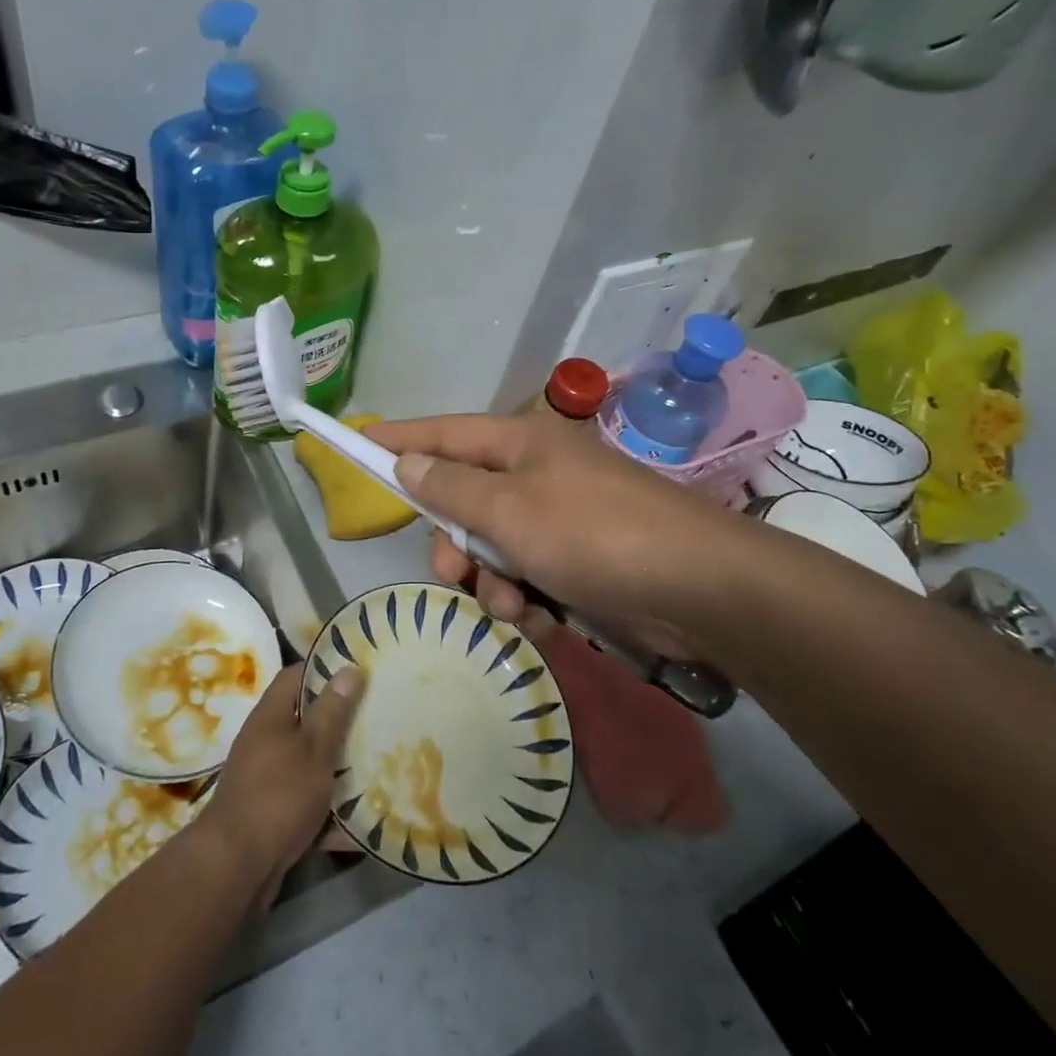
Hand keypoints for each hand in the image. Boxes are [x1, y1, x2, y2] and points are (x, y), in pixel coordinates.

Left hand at [196, 663, 363, 908]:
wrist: (236, 868)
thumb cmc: (279, 794)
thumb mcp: (314, 748)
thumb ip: (332, 710)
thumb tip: (348, 668)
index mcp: (271, 716)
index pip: (296, 675)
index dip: (325, 669)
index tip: (359, 671)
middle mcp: (265, 742)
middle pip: (306, 720)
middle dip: (340, 721)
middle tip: (377, 717)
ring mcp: (267, 780)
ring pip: (310, 764)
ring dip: (339, 768)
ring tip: (379, 763)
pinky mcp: (272, 815)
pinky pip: (308, 803)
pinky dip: (331, 811)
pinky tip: (363, 819)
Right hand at [371, 411, 744, 660]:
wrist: (698, 590)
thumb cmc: (593, 535)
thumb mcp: (510, 511)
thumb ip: (451, 489)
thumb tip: (408, 459)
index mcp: (520, 445)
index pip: (443, 433)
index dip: (399, 439)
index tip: (357, 442)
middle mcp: (536, 476)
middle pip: (464, 502)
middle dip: (456, 545)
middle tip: (457, 574)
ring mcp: (560, 519)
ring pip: (493, 549)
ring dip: (493, 584)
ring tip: (517, 607)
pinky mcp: (580, 562)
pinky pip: (528, 578)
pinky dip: (528, 602)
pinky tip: (545, 622)